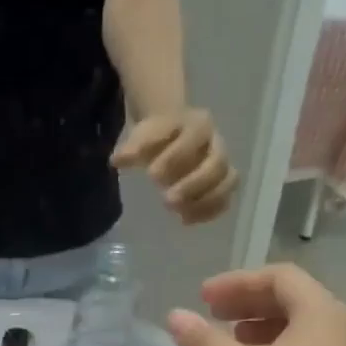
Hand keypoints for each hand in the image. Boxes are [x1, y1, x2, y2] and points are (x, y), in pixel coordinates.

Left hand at [112, 109, 237, 223]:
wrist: (174, 134)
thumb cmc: (158, 136)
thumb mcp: (144, 135)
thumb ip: (134, 147)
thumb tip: (117, 160)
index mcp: (199, 125)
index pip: (194, 137)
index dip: (175, 157)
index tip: (151, 175)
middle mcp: (216, 144)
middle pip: (217, 164)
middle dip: (193, 184)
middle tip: (167, 200)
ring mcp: (223, 165)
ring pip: (228, 182)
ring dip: (205, 201)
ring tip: (179, 214)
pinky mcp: (222, 185)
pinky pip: (225, 200)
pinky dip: (209, 212)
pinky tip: (185, 220)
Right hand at [166, 264, 345, 345]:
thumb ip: (205, 342)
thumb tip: (173, 315)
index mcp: (319, 311)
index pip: (278, 277)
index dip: (237, 282)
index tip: (203, 297)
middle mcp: (334, 325)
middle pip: (288, 298)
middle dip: (245, 302)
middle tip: (210, 313)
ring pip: (294, 326)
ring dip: (257, 325)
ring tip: (226, 338)